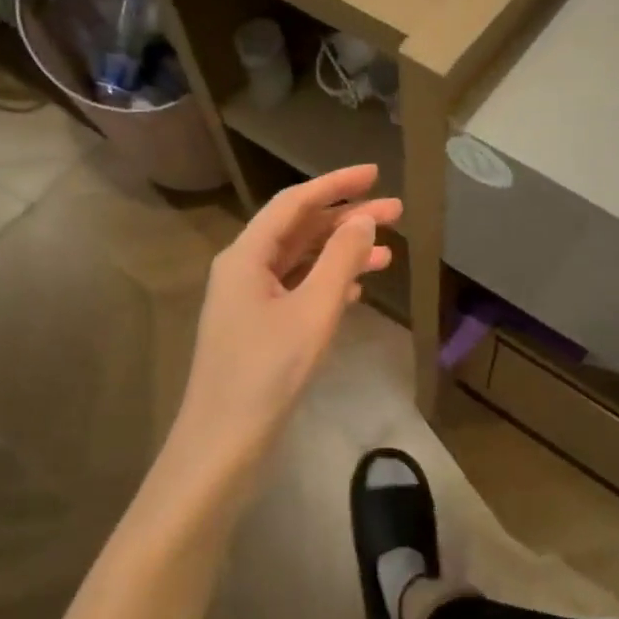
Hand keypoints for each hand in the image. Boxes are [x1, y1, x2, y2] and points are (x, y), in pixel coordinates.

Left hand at [174, 165, 401, 460]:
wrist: (223, 445)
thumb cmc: (268, 372)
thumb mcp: (313, 310)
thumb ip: (341, 259)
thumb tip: (364, 218)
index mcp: (247, 256)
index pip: (294, 203)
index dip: (335, 184)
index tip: (374, 173)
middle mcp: (244, 269)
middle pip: (300, 229)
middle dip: (347, 219)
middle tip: (396, 212)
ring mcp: (249, 300)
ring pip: (301, 261)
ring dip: (342, 252)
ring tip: (388, 252)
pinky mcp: (259, 327)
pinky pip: (297, 289)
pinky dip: (328, 281)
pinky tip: (357, 288)